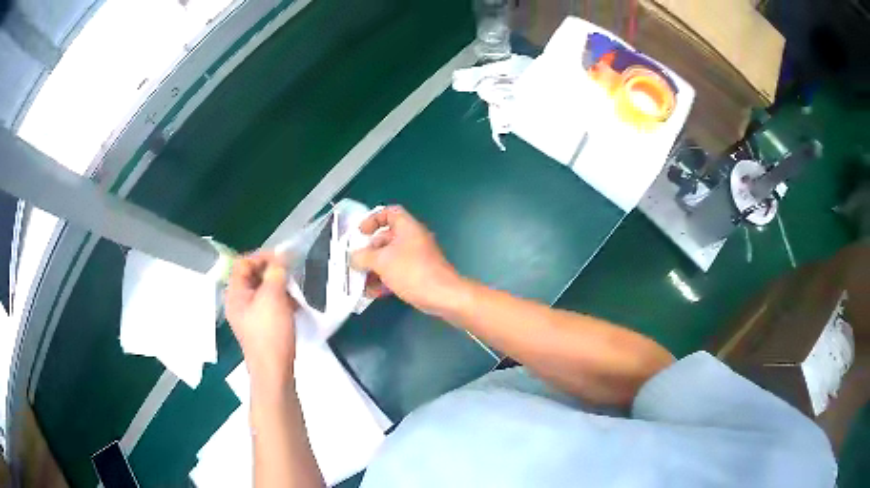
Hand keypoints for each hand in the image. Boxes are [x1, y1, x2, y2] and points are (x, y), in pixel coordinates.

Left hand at [225, 252, 296, 388]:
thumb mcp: (273, 297)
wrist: (274, 371)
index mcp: (235, 293)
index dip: (262, 256)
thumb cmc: (270, 332)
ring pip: (263, 290)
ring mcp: (249, 315)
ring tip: (294, 291)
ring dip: (279, 286)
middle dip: (272, 271)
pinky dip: (281, 301)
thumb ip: (276, 272)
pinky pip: (269, 304)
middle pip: (253, 276)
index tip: (283, 258)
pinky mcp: (261, 326)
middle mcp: (239, 302)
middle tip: (290, 273)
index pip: (243, 263)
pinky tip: (294, 307)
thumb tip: (281, 257)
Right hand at [351, 206, 462, 314]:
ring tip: (360, 282)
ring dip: (374, 269)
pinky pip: (396, 273)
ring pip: (390, 258)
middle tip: (356, 262)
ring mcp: (416, 258)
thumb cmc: (412, 271)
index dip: (373, 219)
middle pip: (386, 238)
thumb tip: (353, 258)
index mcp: (407, 227)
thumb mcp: (382, 262)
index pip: (389, 212)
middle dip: (369, 251)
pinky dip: (384, 280)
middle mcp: (412, 239)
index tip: (360, 232)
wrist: (443, 296)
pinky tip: (372, 293)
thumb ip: (363, 257)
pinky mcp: (418, 274)